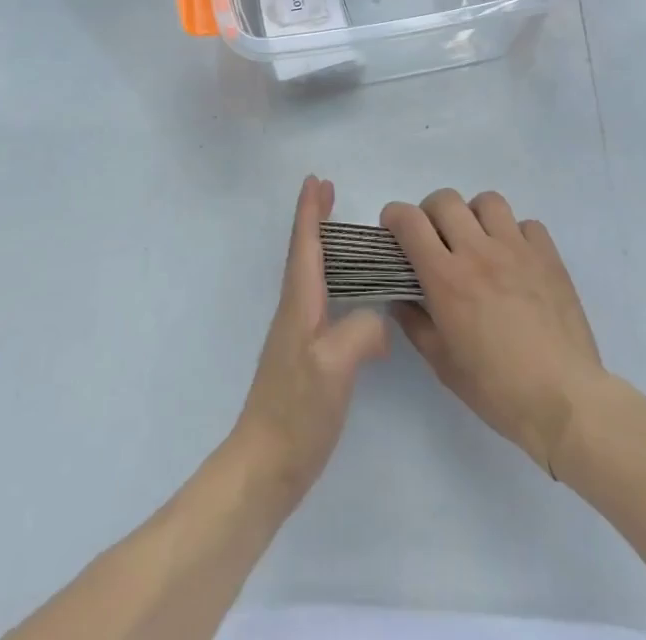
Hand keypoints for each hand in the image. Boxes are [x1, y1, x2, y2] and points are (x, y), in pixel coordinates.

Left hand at [233, 176, 389, 509]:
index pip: (305, 246)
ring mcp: (297, 335)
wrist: (265, 466)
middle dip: (314, 219)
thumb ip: (361, 333)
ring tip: (341, 229)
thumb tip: (379, 322)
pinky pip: (320, 300)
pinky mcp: (305, 357)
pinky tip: (350, 294)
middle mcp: (295, 311)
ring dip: (323, 245)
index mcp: (300, 304)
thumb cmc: (297, 411)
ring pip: (311, 274)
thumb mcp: (334, 368)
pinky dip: (332, 279)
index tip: (316, 180)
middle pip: (305, 253)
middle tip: (327, 190)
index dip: (310, 212)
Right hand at [381, 189, 606, 475]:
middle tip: (435, 239)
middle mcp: (478, 252)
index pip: (410, 221)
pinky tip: (515, 260)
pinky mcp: (548, 256)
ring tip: (478, 242)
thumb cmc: (497, 389)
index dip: (394, 217)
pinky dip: (515, 233)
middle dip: (431, 213)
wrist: (565, 401)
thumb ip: (415, 323)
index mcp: (446, 278)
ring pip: (487, 202)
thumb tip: (400, 298)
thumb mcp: (442, 363)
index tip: (393, 231)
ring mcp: (517, 249)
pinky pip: (527, 224)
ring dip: (474, 216)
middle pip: (445, 200)